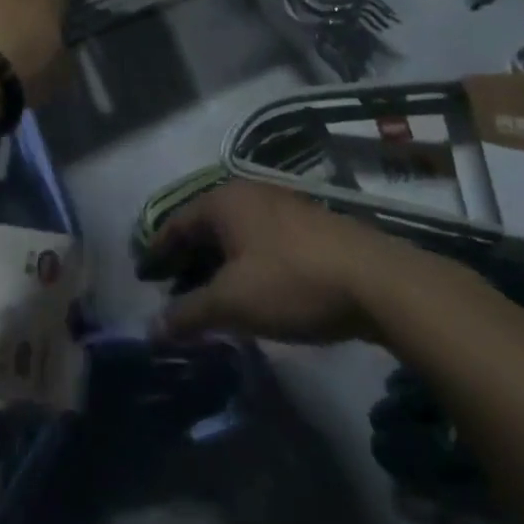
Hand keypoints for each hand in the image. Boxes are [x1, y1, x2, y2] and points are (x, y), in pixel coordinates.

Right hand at [140, 180, 430, 344]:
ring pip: (236, 237)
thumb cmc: (293, 282)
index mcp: (223, 201)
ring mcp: (283, 208)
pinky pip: (262, 244)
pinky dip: (246, 266)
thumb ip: (189, 313)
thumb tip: (151, 328)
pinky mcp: (311, 229)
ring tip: (210, 299)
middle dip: (187, 261)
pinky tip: (251, 294)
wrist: (381, 283)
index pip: (175, 224)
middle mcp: (249, 195)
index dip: (156, 252)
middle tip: (173, 293)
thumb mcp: (233, 303)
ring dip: (217, 266)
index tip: (143, 277)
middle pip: (205, 228)